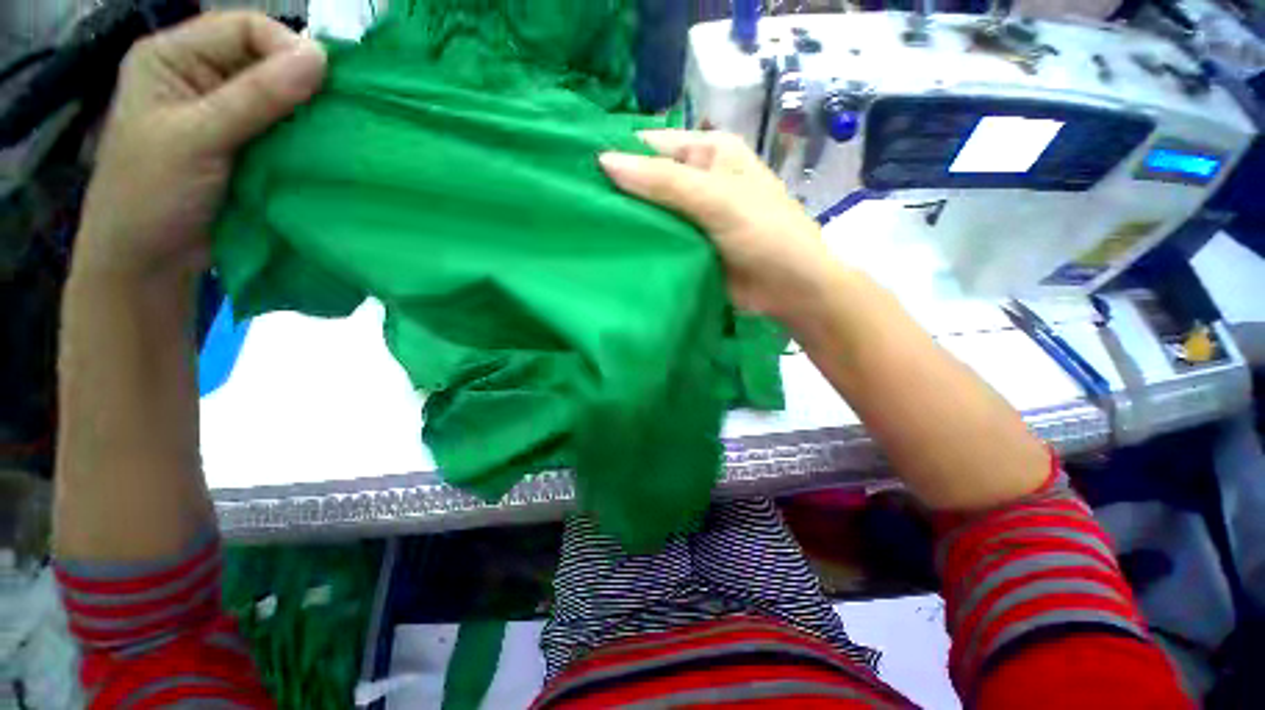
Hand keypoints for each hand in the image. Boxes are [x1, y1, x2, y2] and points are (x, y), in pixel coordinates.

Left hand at [74, 11, 325, 282]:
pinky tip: (319, 150)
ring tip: (330, 134)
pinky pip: (283, 129)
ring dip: (306, 114)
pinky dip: (304, 137)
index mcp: (173, 56)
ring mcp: (221, 112)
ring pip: (279, 97)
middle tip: (333, 114)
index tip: (322, 85)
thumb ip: (257, 96)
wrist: (148, 262)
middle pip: (264, 60)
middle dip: (301, 84)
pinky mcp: (242, 145)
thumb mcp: (198, 137)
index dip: (285, 48)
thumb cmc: (152, 195)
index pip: (244, 28)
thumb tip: (320, 57)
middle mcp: (198, 75)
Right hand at [599, 130, 837, 322]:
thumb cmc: (762, 233)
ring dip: (627, 221)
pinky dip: (640, 244)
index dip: (618, 154)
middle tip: (574, 205)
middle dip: (618, 192)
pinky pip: (658, 240)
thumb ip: (662, 181)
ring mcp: (691, 217)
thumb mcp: (715, 199)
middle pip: (648, 180)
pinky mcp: (688, 247)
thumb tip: (603, 160)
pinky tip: (611, 251)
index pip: (651, 145)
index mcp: (708, 153)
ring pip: (650, 213)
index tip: (576, 170)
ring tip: (583, 228)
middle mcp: (697, 180)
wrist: (790, 288)